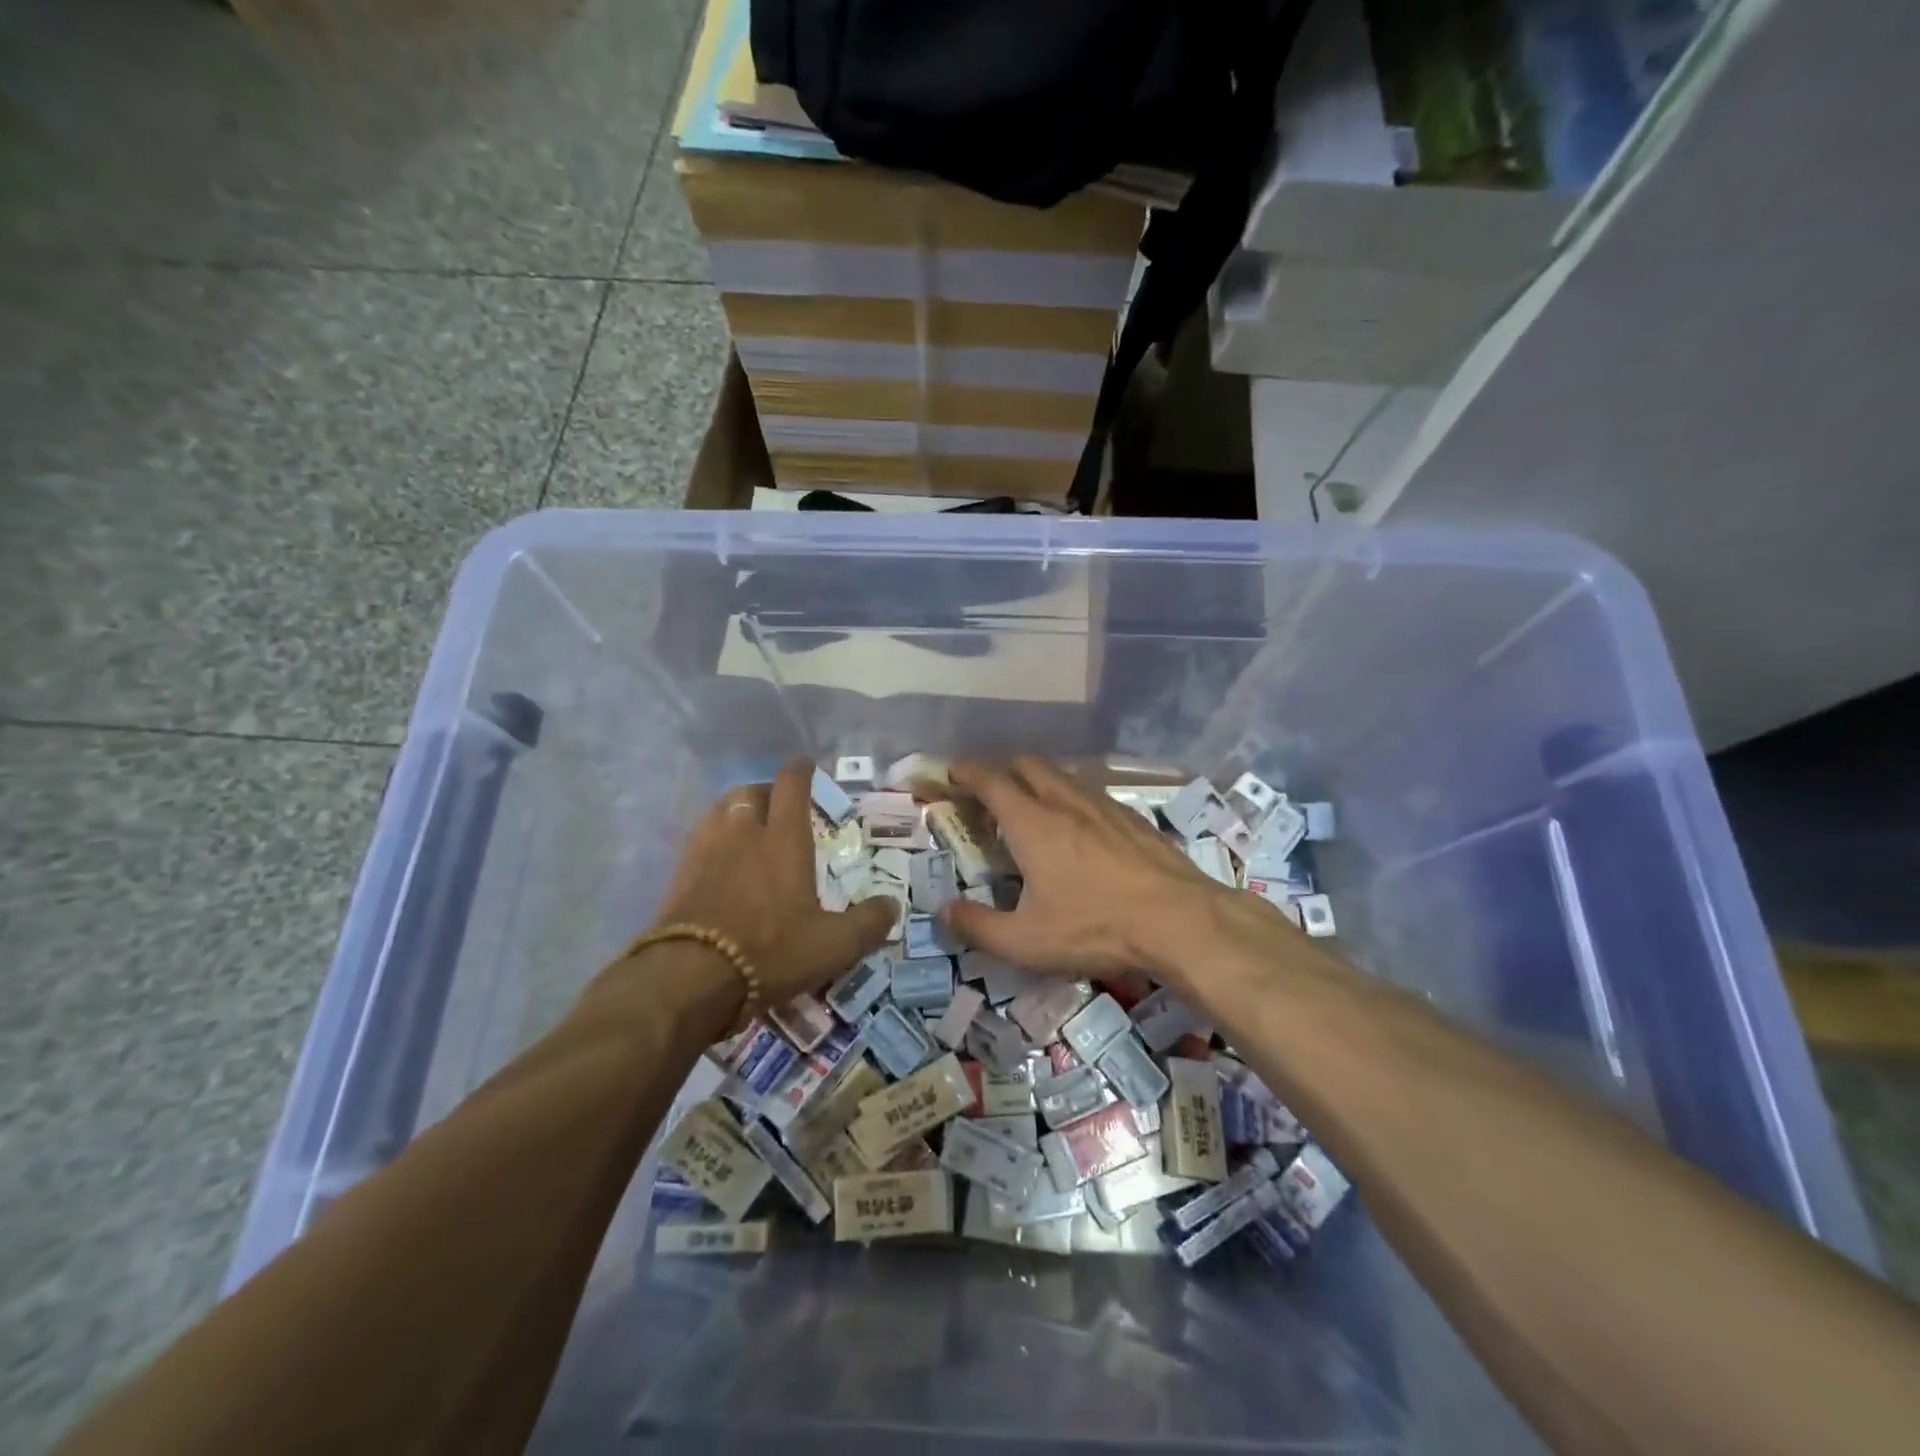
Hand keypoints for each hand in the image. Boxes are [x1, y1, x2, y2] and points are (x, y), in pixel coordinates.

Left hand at [651, 761, 897, 1003]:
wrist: (690, 978)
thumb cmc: (770, 951)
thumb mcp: (833, 945)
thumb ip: (868, 923)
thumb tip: (892, 906)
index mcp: (783, 839)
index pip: (791, 786)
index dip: (800, 771)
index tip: (806, 766)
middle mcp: (743, 832)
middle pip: (751, 792)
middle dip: (767, 792)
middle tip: (780, 807)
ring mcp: (706, 849)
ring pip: (721, 809)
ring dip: (738, 810)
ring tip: (749, 828)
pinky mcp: (680, 873)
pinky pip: (701, 838)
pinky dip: (715, 837)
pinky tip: (722, 861)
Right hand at [941, 757, 1232, 981]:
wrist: (1180, 921)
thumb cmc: (1096, 927)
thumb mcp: (1026, 941)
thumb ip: (978, 927)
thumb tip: (943, 912)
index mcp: (1032, 823)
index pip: (991, 781)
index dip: (967, 771)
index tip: (953, 771)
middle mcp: (1065, 801)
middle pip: (1028, 764)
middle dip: (1003, 769)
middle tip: (991, 792)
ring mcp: (1103, 805)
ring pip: (1063, 775)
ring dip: (1040, 780)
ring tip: (1035, 807)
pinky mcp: (1133, 817)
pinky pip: (1092, 792)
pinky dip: (1073, 797)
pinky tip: (1082, 826)